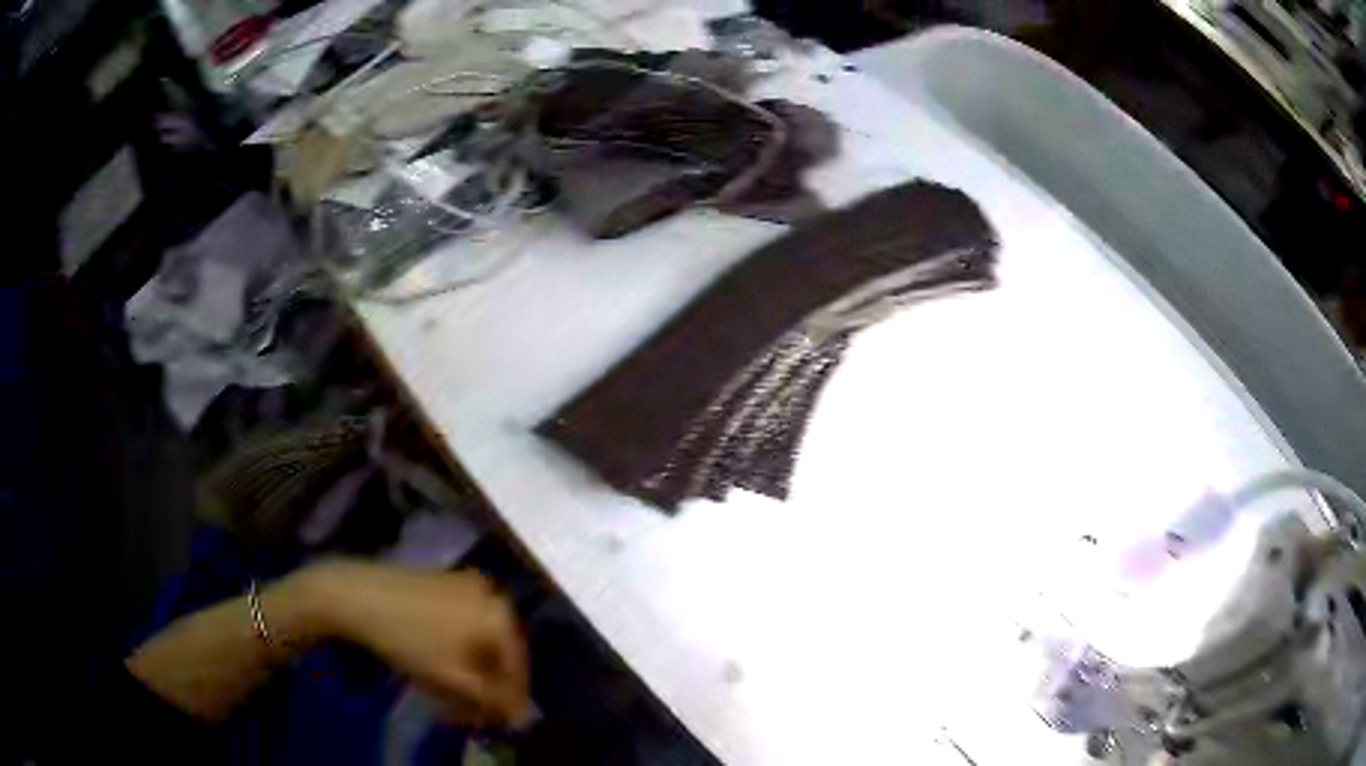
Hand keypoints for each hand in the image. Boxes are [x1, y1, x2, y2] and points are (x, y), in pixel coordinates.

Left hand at [301, 561, 529, 727]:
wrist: (357, 594)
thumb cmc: (408, 639)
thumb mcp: (452, 678)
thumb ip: (490, 698)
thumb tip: (520, 714)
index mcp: (501, 616)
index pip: (518, 668)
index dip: (509, 699)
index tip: (495, 720)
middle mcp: (492, 595)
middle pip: (500, 650)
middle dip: (487, 682)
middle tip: (469, 707)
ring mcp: (467, 585)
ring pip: (481, 637)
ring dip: (472, 666)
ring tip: (450, 689)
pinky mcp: (444, 581)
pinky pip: (465, 621)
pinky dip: (459, 645)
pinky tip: (440, 660)